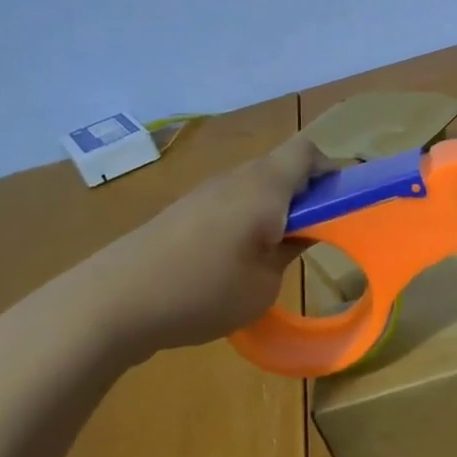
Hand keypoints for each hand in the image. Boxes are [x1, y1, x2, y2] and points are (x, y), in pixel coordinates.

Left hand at [53, 135, 334, 363]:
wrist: (110, 303)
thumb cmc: (202, 291)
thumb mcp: (264, 284)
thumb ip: (290, 251)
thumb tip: (298, 234)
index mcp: (264, 187)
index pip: (308, 152)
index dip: (333, 170)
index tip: (347, 202)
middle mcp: (234, 179)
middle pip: (282, 167)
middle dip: (308, 193)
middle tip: (321, 232)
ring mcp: (203, 194)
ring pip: (255, 186)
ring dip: (276, 207)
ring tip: (282, 249)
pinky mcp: (181, 213)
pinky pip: (230, 203)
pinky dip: (248, 219)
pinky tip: (240, 258)